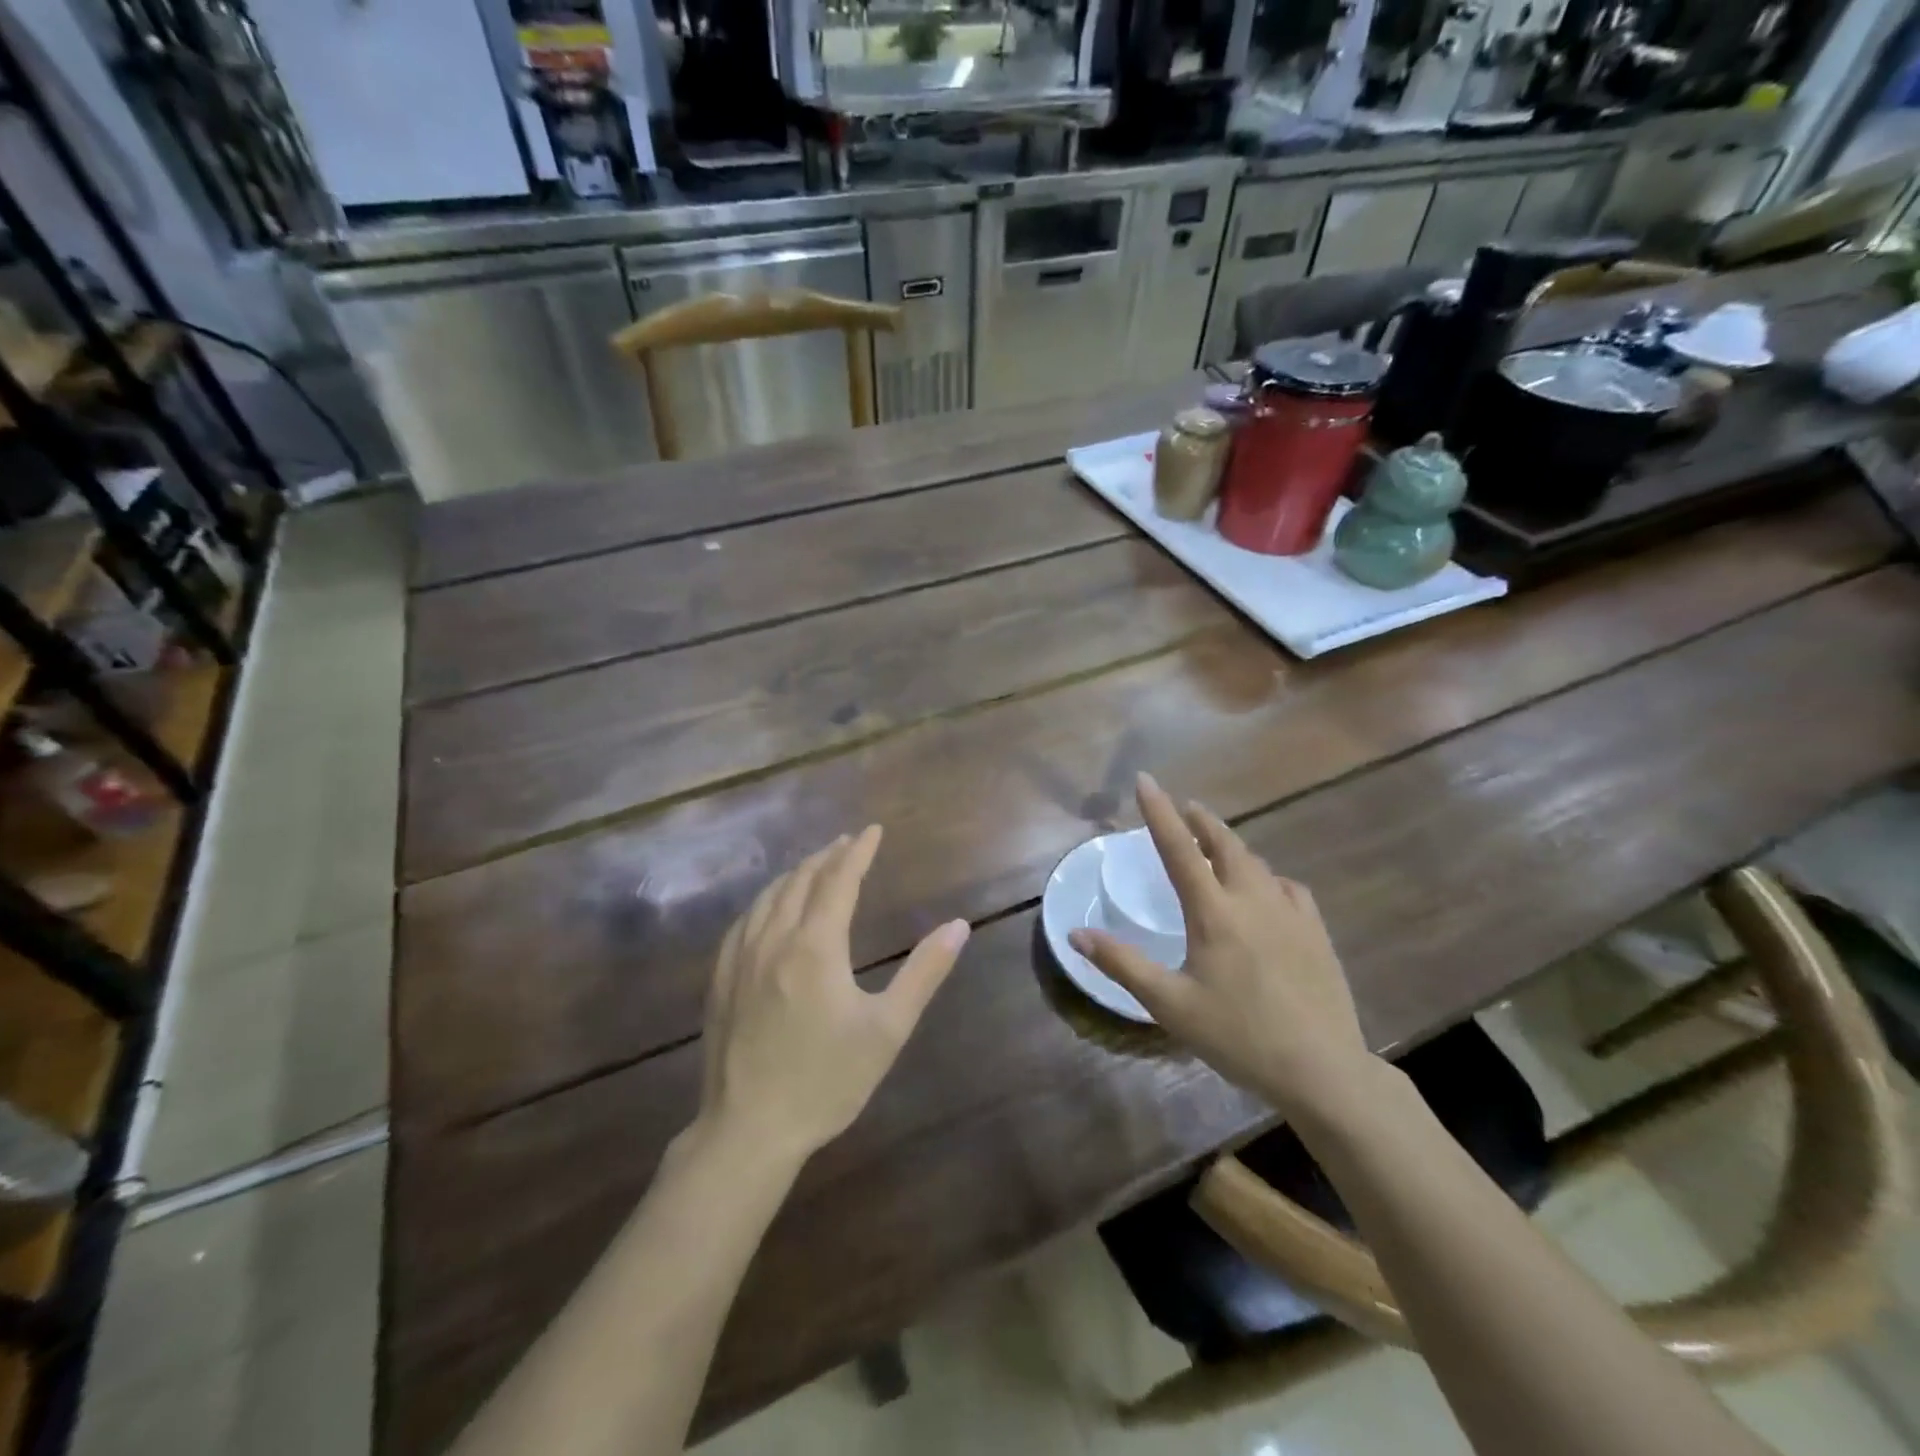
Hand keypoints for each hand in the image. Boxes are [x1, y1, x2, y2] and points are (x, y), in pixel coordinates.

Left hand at [697, 826, 969, 1161]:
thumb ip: (924, 973)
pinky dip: (766, 899)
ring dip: (797, 873)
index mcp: (816, 947)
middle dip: (828, 855)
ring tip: (816, 864)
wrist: (748, 1130)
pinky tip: (770, 907)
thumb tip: (958, 926)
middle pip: (802, 880)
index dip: (858, 851)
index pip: (839, 880)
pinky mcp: (721, 979)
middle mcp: (774, 939)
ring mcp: (740, 958)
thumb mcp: (887, 1029)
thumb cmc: (827, 1081)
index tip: (873, 830)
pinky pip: (744, 920)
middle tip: (849, 842)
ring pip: (769, 896)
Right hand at [1069, 774, 1373, 1120]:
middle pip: (1225, 844)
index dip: (1159, 812)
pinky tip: (1268, 889)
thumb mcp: (1170, 1005)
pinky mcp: (1316, 932)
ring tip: (1217, 844)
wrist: (1322, 1070)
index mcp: (1214, 913)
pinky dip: (1268, 876)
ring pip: (1257, 863)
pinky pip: (1288, 888)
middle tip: (1186, 808)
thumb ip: (1122, 964)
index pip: (1180, 849)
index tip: (1146, 780)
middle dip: (1202, 821)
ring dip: (1232, 845)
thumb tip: (1076, 935)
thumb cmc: (1238, 1036)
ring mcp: (1291, 914)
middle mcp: (1253, 900)